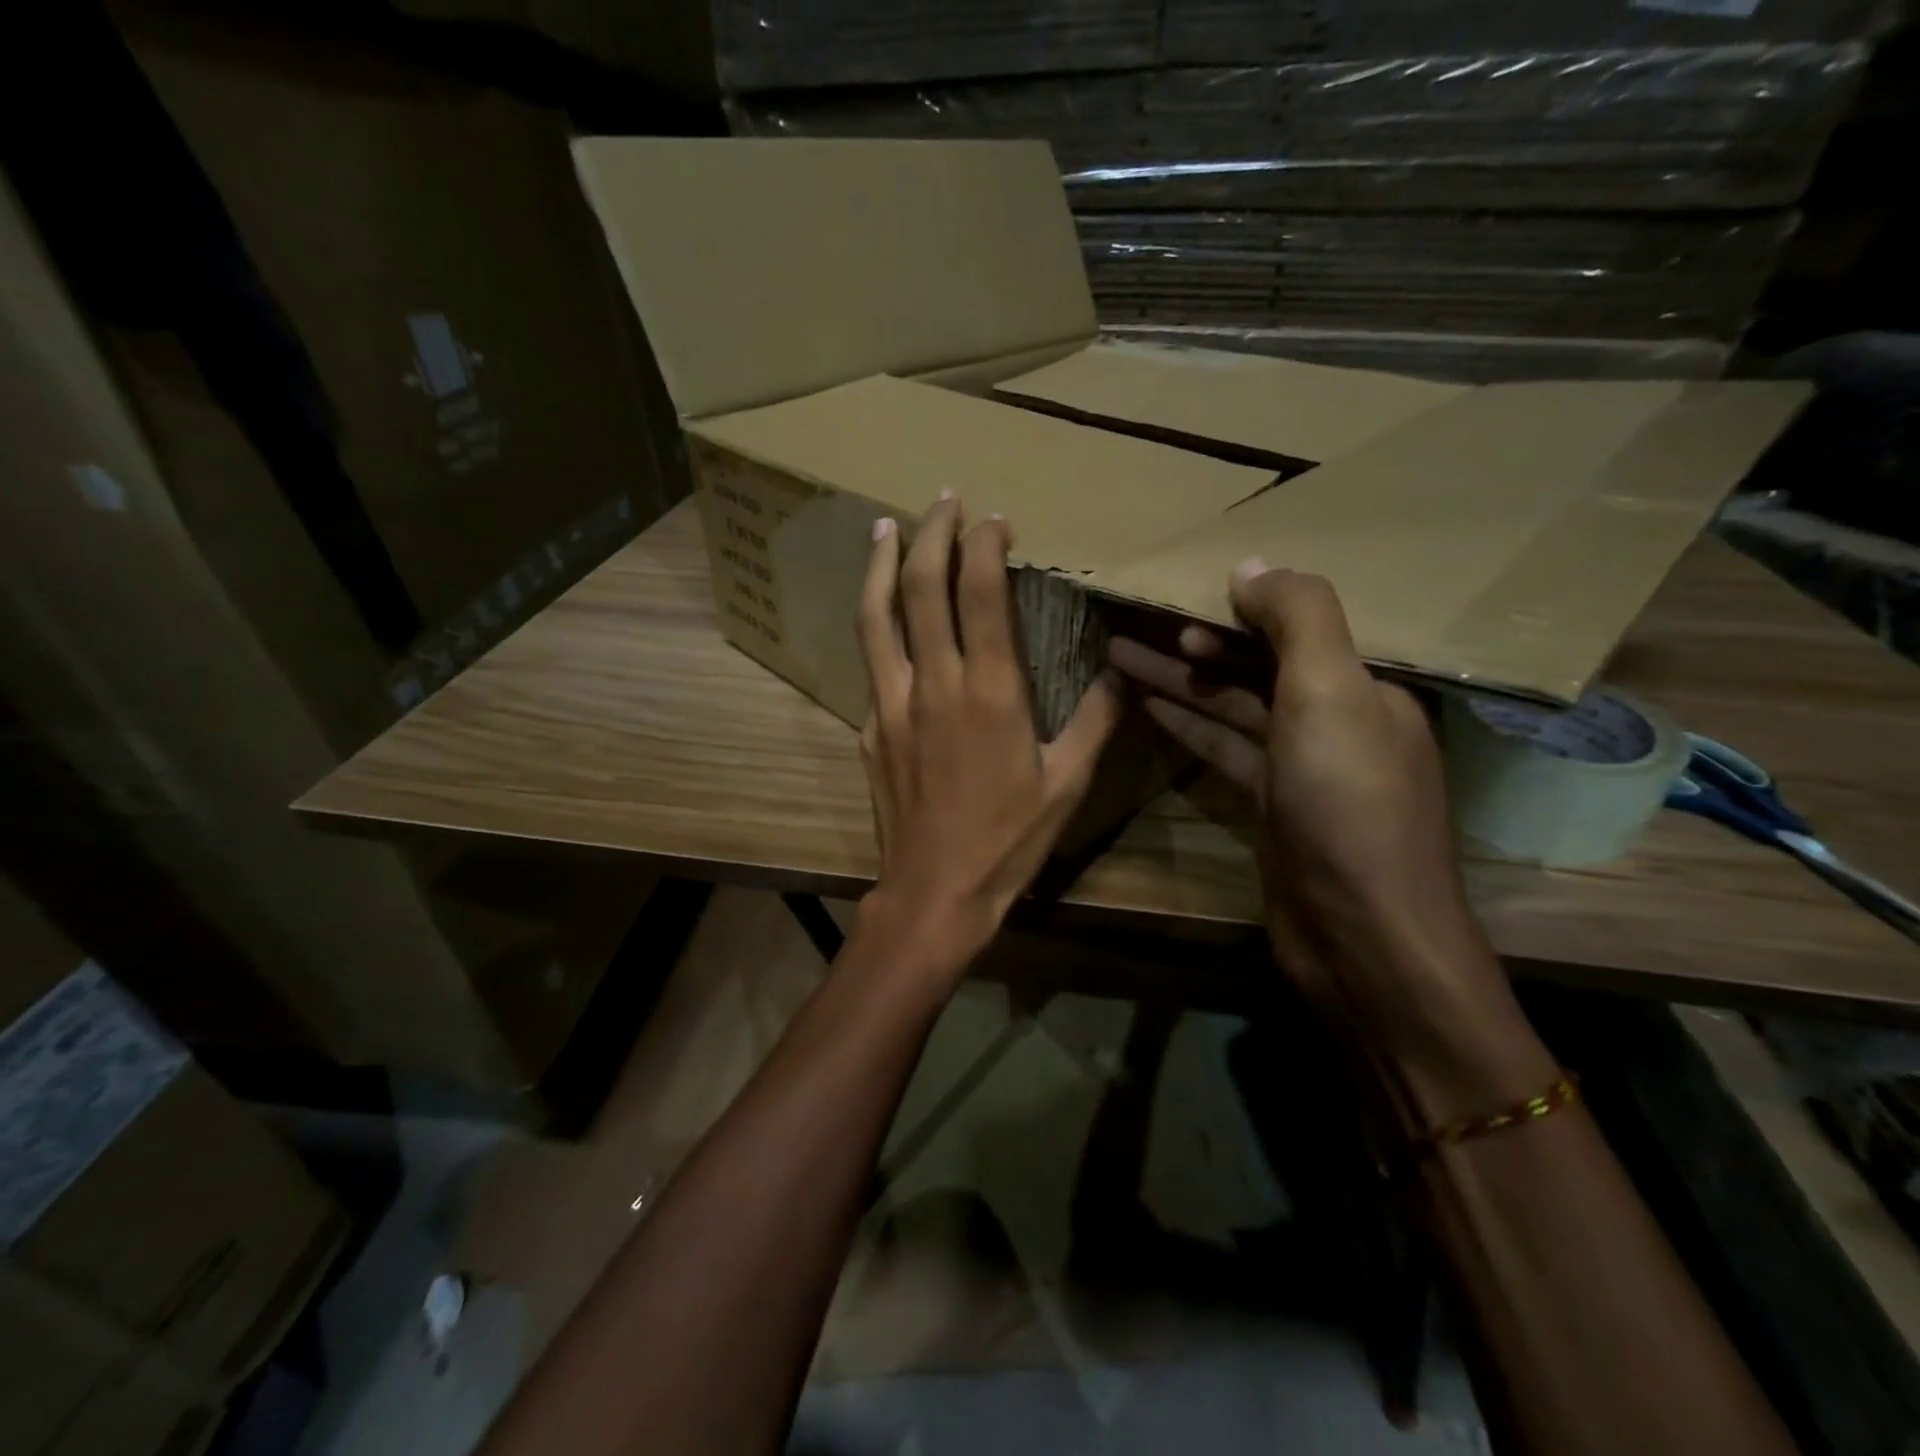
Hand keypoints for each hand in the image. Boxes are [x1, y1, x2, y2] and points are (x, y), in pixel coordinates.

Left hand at [857, 495, 1124, 966]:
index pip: (979, 594)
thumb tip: (1125, 672)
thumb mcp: (1068, 784)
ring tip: (885, 528)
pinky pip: (873, 664)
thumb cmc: (1008, 841)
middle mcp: (934, 685)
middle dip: (932, 533)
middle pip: (922, 588)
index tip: (995, 519)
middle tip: (942, 499)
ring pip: (877, 617)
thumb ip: (1097, 720)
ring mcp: (892, 705)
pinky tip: (886, 619)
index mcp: (990, 693)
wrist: (933, 891)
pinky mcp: (869, 728)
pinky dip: (879, 627)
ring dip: (881, 565)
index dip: (983, 545)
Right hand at [1108, 560, 1501, 1048]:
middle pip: (1255, 667)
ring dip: (1179, 681)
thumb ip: (1298, 619)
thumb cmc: (1348, 804)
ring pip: (1232, 708)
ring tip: (1119, 657)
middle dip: (1195, 643)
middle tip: (1131, 626)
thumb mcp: (1331, 693)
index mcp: (1365, 688)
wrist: (1361, 934)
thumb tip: (1252, 566)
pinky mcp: (1272, 809)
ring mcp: (1302, 769)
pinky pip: (1224, 750)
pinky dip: (1187, 727)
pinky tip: (1148, 708)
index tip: (1176, 597)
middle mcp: (1337, 722)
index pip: (1296, 630)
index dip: (1237, 610)